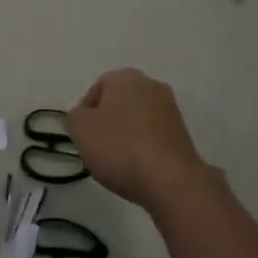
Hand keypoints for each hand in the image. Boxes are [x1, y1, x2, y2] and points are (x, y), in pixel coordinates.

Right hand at [66, 68, 216, 215]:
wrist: (171, 181)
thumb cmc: (119, 147)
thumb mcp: (79, 129)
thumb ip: (74, 116)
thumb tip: (83, 117)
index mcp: (125, 77)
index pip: (96, 89)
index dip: (84, 113)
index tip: (81, 136)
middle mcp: (151, 85)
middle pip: (118, 102)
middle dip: (106, 122)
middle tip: (96, 147)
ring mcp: (171, 109)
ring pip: (136, 119)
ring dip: (125, 136)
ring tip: (117, 162)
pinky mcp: (183, 134)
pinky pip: (153, 136)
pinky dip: (143, 147)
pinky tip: (137, 168)